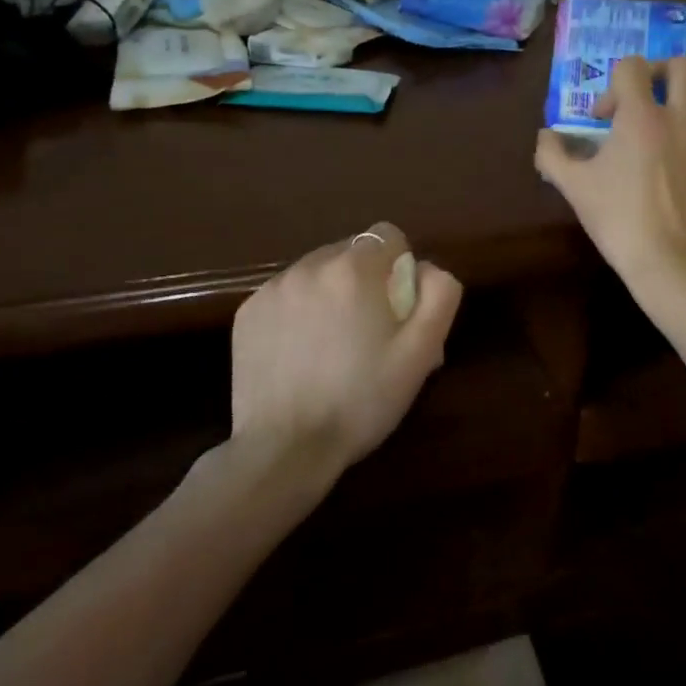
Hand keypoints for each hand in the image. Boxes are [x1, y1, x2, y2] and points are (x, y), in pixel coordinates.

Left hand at [230, 223, 462, 472]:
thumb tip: (426, 268)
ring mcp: (272, 288)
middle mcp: (309, 266)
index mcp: (354, 270)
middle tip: (369, 332)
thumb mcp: (421, 352)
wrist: (286, 449)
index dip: (401, 268)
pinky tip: (301, 354)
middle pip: (351, 252)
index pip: (388, 236)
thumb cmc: (362, 400)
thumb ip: (439, 294)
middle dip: (365, 280)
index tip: (398, 309)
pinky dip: (299, 311)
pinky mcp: (246, 313)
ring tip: (332, 345)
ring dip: (331, 293)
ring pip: (317, 272)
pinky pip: (286, 294)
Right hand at [534, 56, 685, 286]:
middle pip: (685, 66)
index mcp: (642, 116)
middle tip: (646, 100)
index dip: (613, 85)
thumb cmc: (619, 219)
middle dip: (662, 74)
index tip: (604, 118)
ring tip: (672, 126)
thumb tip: (545, 136)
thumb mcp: (573, 187)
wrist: (672, 263)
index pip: (632, 67)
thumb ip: (553, 154)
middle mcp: (683, 118)